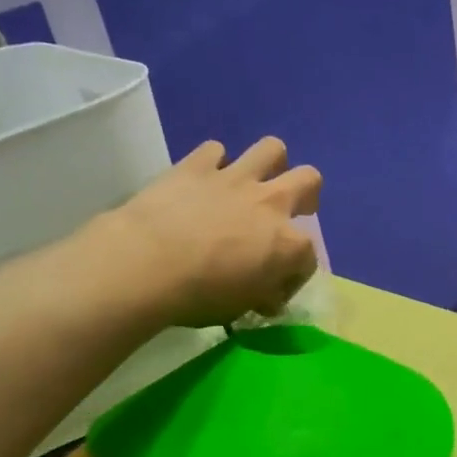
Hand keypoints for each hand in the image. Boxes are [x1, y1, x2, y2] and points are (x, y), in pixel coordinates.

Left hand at [98, 138, 321, 327]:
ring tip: (255, 182)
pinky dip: (213, 163)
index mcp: (288, 244)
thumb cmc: (199, 295)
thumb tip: (267, 295)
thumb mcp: (241, 307)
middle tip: (288, 211)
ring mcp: (235, 179)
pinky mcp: (198, 165)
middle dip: (305, 194)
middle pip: (309, 180)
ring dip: (269, 164)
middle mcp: (271, 203)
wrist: (147, 265)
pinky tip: (204, 181)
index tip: (275, 290)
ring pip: (272, 149)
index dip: (295, 274)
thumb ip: (261, 294)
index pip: (309, 256)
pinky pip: (215, 150)